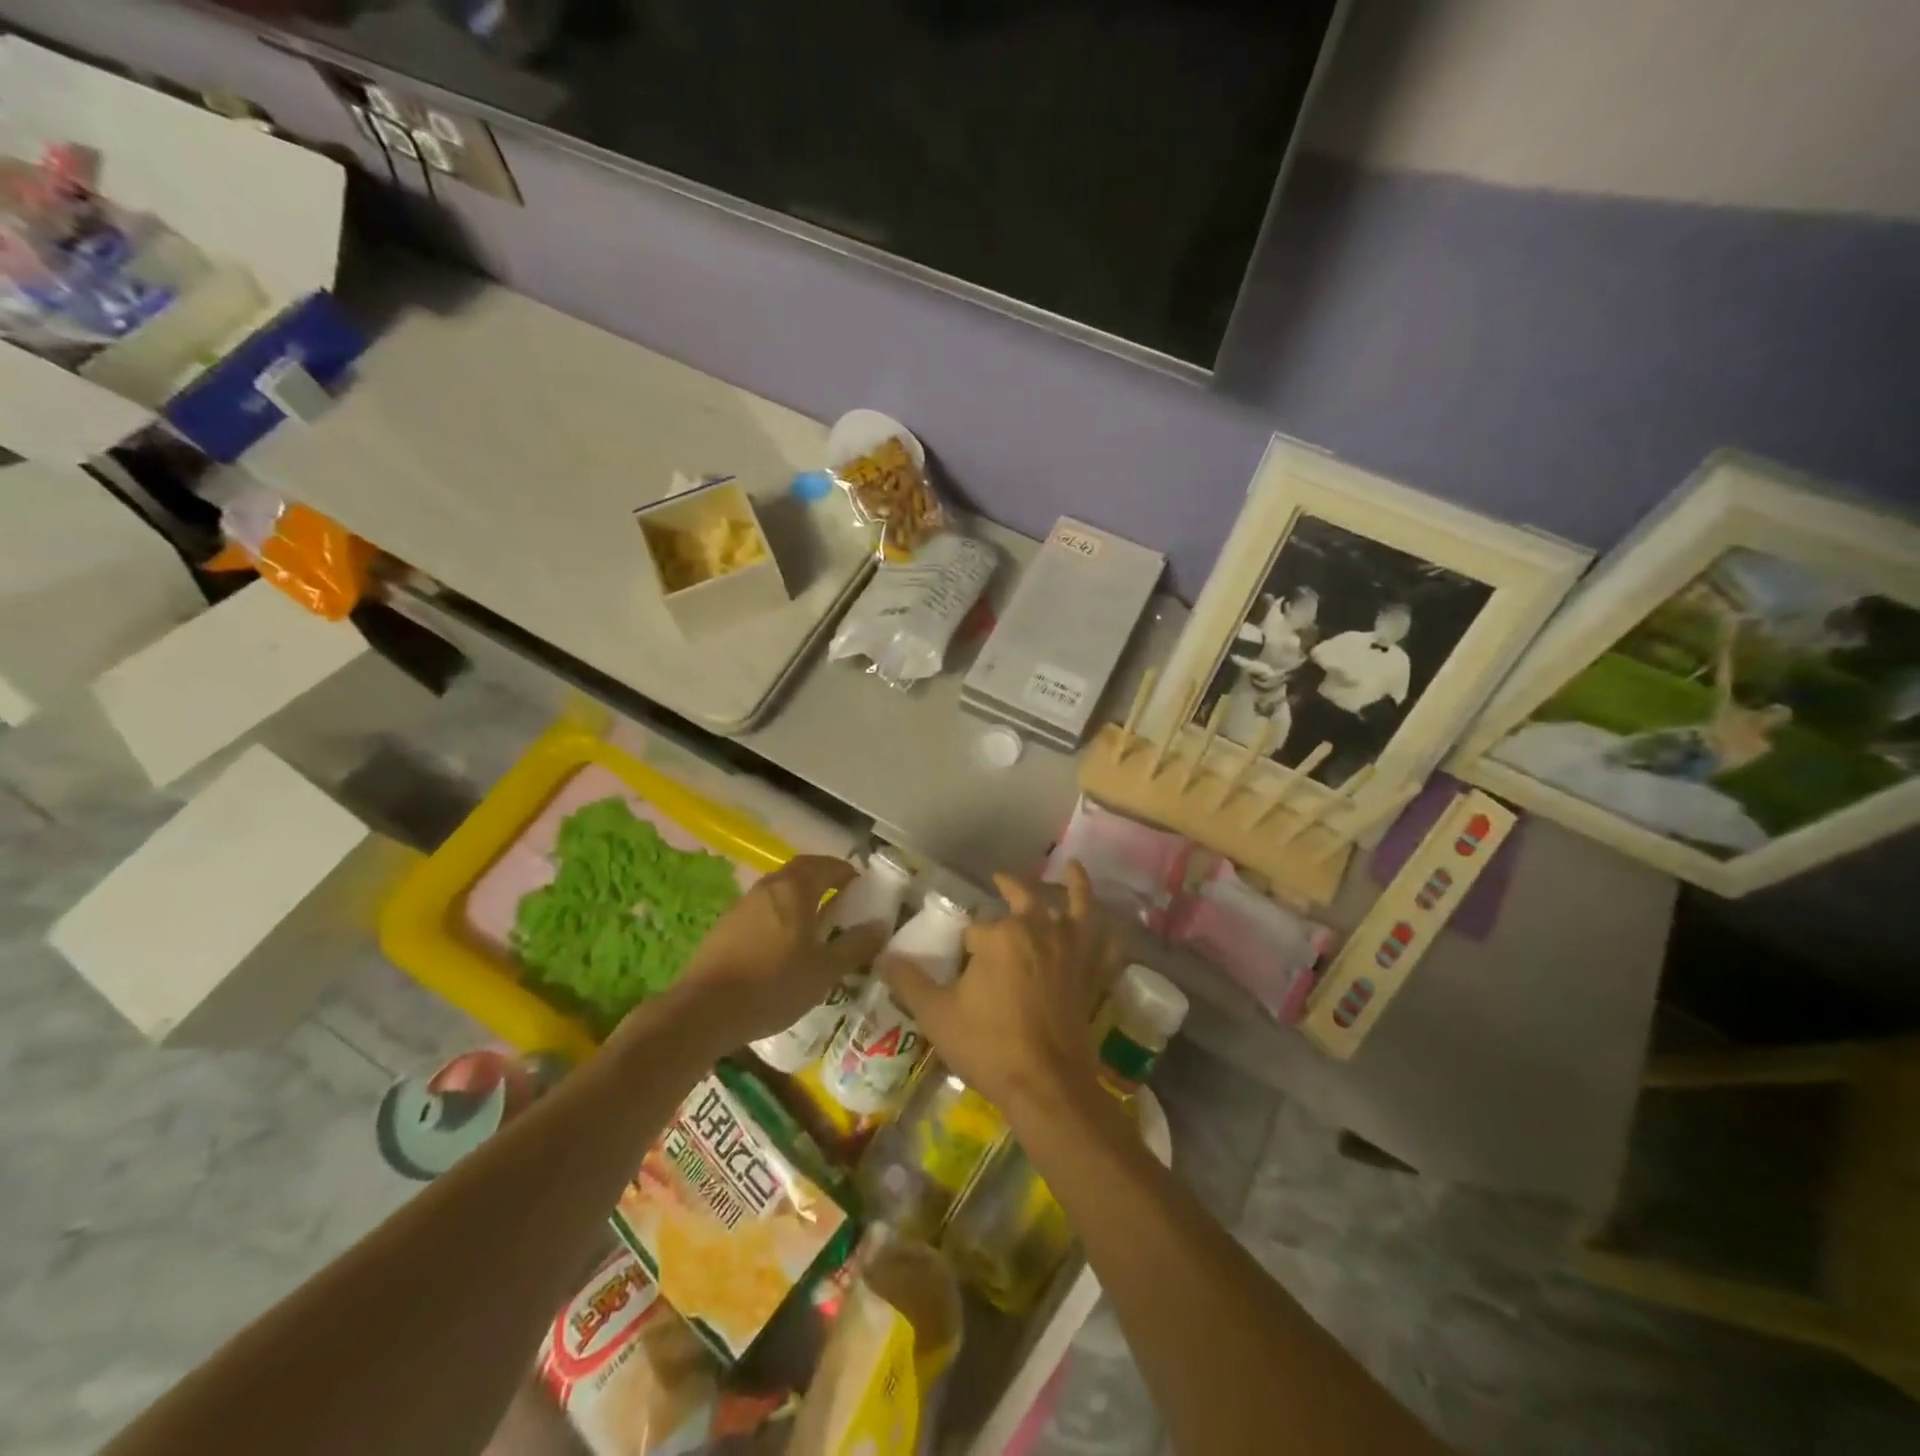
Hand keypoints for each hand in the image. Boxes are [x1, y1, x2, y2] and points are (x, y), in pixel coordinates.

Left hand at [667, 856, 888, 1049]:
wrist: (704, 1010)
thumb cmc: (774, 984)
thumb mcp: (825, 971)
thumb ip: (855, 945)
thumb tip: (880, 925)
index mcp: (796, 888)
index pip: (828, 866)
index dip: (849, 873)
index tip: (863, 888)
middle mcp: (769, 886)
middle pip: (802, 869)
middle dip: (825, 877)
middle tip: (843, 897)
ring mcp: (744, 904)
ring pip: (781, 887)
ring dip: (802, 893)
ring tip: (817, 919)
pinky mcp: (727, 924)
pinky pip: (764, 906)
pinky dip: (782, 910)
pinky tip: (785, 940)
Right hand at [880, 862, 1115, 1118]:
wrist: (1046, 1086)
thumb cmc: (989, 1047)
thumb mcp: (937, 1015)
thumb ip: (908, 981)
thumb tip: (880, 956)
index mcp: (1000, 935)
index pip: (975, 928)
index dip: (963, 945)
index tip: (957, 960)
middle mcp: (1040, 931)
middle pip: (1023, 899)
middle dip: (1009, 887)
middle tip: (999, 880)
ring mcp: (1071, 951)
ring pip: (1075, 908)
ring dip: (1074, 885)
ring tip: (1072, 866)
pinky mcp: (1091, 975)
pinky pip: (1105, 946)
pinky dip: (1108, 933)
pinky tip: (1110, 925)